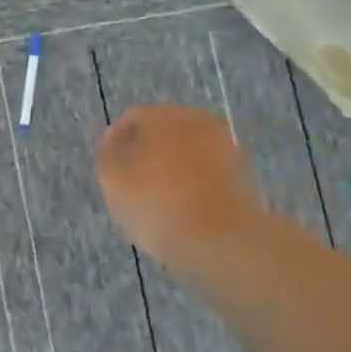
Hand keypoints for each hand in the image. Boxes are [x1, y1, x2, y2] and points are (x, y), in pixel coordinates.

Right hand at [95, 105, 263, 270]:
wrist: (219, 238)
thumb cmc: (155, 202)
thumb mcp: (112, 178)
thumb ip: (108, 153)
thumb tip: (116, 139)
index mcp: (162, 113)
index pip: (131, 119)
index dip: (116, 144)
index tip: (110, 173)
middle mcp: (196, 119)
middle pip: (162, 133)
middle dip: (147, 154)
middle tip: (133, 186)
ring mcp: (223, 145)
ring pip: (186, 152)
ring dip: (172, 169)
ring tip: (158, 202)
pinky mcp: (241, 173)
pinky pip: (206, 173)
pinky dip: (194, 185)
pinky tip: (184, 210)